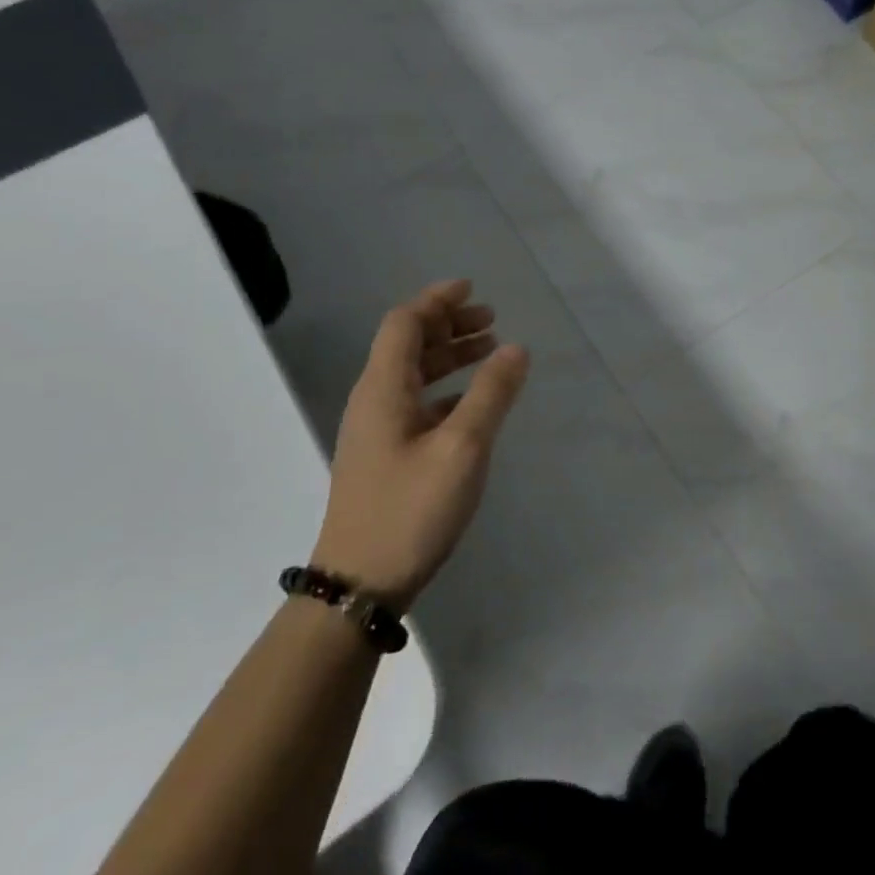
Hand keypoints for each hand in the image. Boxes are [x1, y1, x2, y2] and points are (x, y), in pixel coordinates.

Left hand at [312, 279, 530, 609]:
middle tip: (491, 320)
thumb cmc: (411, 509)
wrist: (359, 585)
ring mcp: (377, 431)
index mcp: (383, 389)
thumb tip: (516, 348)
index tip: (472, 289)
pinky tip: (473, 402)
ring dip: (450, 356)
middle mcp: (374, 401)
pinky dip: (446, 389)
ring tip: (490, 351)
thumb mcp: (462, 447)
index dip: (437, 301)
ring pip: (414, 374)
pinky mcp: (385, 457)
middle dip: (449, 325)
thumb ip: (490, 393)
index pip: (405, 323)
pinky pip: (417, 403)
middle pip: (408, 344)